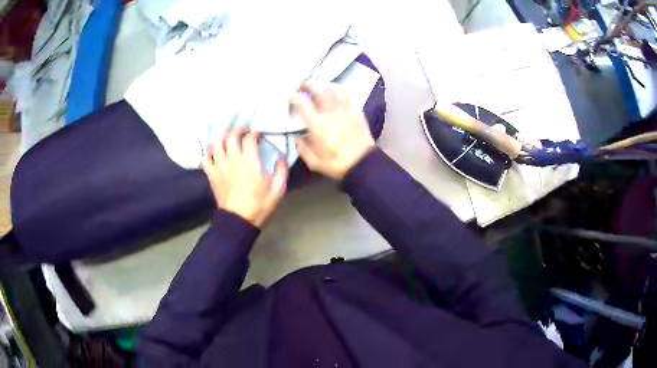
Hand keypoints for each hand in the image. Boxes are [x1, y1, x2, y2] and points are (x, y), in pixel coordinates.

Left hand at [202, 129, 287, 227]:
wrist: (239, 222)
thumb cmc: (259, 207)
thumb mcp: (278, 191)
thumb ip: (281, 171)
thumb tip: (281, 157)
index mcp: (250, 164)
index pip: (249, 139)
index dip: (254, 134)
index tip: (258, 136)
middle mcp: (233, 162)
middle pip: (230, 137)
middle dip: (238, 131)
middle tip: (244, 132)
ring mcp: (220, 168)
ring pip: (217, 144)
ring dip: (223, 138)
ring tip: (229, 139)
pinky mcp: (212, 175)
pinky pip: (206, 158)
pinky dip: (209, 152)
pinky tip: (214, 152)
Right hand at [290, 81, 375, 179]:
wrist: (363, 164)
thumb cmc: (337, 164)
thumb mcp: (314, 162)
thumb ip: (302, 148)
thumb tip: (297, 137)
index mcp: (318, 126)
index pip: (304, 104)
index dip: (295, 96)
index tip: (290, 93)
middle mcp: (331, 113)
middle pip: (319, 91)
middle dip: (308, 84)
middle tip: (302, 83)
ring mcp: (345, 110)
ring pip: (333, 89)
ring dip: (323, 84)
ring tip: (318, 84)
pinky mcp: (356, 111)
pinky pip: (347, 94)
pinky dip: (339, 88)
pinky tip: (335, 88)